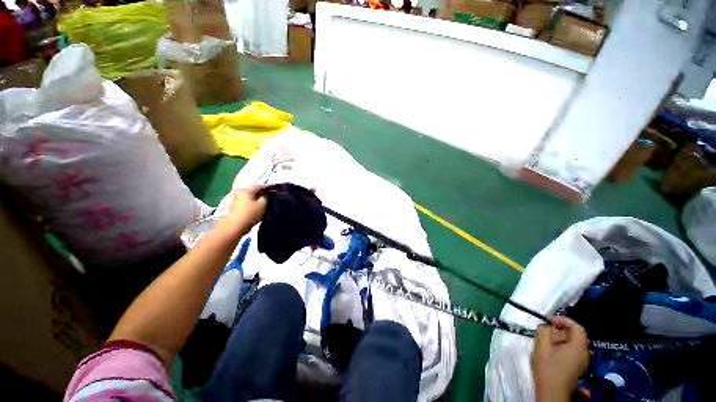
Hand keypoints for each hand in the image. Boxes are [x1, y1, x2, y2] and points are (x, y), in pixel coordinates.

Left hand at [228, 186, 266, 227]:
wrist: (236, 226)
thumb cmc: (250, 213)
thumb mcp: (263, 204)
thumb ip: (266, 196)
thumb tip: (267, 193)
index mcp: (246, 189)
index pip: (260, 186)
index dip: (268, 189)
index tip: (274, 194)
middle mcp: (239, 191)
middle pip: (254, 191)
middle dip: (261, 194)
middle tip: (269, 200)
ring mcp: (235, 199)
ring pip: (250, 197)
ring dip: (256, 200)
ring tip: (263, 205)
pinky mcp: (234, 206)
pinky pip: (246, 202)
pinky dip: (251, 204)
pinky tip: (256, 209)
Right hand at [532, 316, 589, 401]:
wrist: (552, 391)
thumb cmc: (548, 369)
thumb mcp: (542, 346)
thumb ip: (543, 331)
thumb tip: (545, 325)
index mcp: (578, 347)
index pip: (577, 327)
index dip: (564, 320)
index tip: (550, 320)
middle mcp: (584, 353)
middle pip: (575, 335)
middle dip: (560, 330)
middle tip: (546, 331)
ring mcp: (581, 361)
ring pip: (573, 343)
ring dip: (560, 339)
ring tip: (546, 342)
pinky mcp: (577, 367)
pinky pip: (572, 351)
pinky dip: (562, 347)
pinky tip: (551, 351)